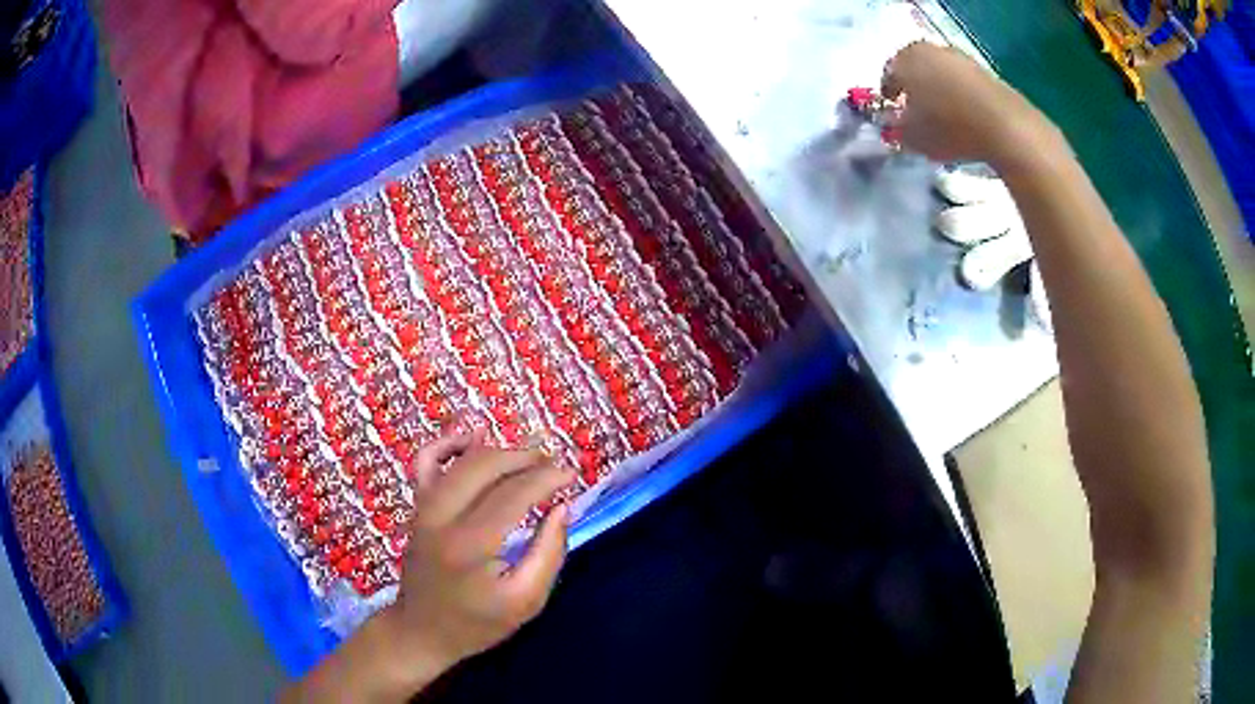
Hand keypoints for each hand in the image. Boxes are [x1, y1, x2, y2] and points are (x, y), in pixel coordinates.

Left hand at [386, 430, 573, 673]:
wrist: (422, 630)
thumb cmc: (478, 622)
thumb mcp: (526, 601)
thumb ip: (549, 552)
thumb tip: (562, 507)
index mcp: (472, 544)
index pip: (514, 493)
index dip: (546, 478)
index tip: (572, 474)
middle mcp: (442, 516)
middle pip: (486, 465)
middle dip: (525, 457)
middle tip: (554, 463)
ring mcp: (423, 507)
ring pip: (461, 458)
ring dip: (498, 450)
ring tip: (529, 455)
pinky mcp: (416, 506)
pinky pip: (426, 459)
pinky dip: (449, 442)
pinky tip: (475, 437)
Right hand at [881, 42, 1061, 167]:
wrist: (1005, 127)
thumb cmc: (950, 128)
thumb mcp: (913, 138)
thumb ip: (898, 129)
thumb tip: (898, 124)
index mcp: (905, 59)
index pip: (888, 75)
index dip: (889, 97)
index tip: (893, 116)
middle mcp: (930, 50)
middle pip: (916, 70)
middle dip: (915, 91)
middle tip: (917, 115)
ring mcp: (960, 58)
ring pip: (941, 76)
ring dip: (939, 93)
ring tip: (944, 120)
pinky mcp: (985, 72)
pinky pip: (964, 85)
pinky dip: (961, 99)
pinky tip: (965, 120)